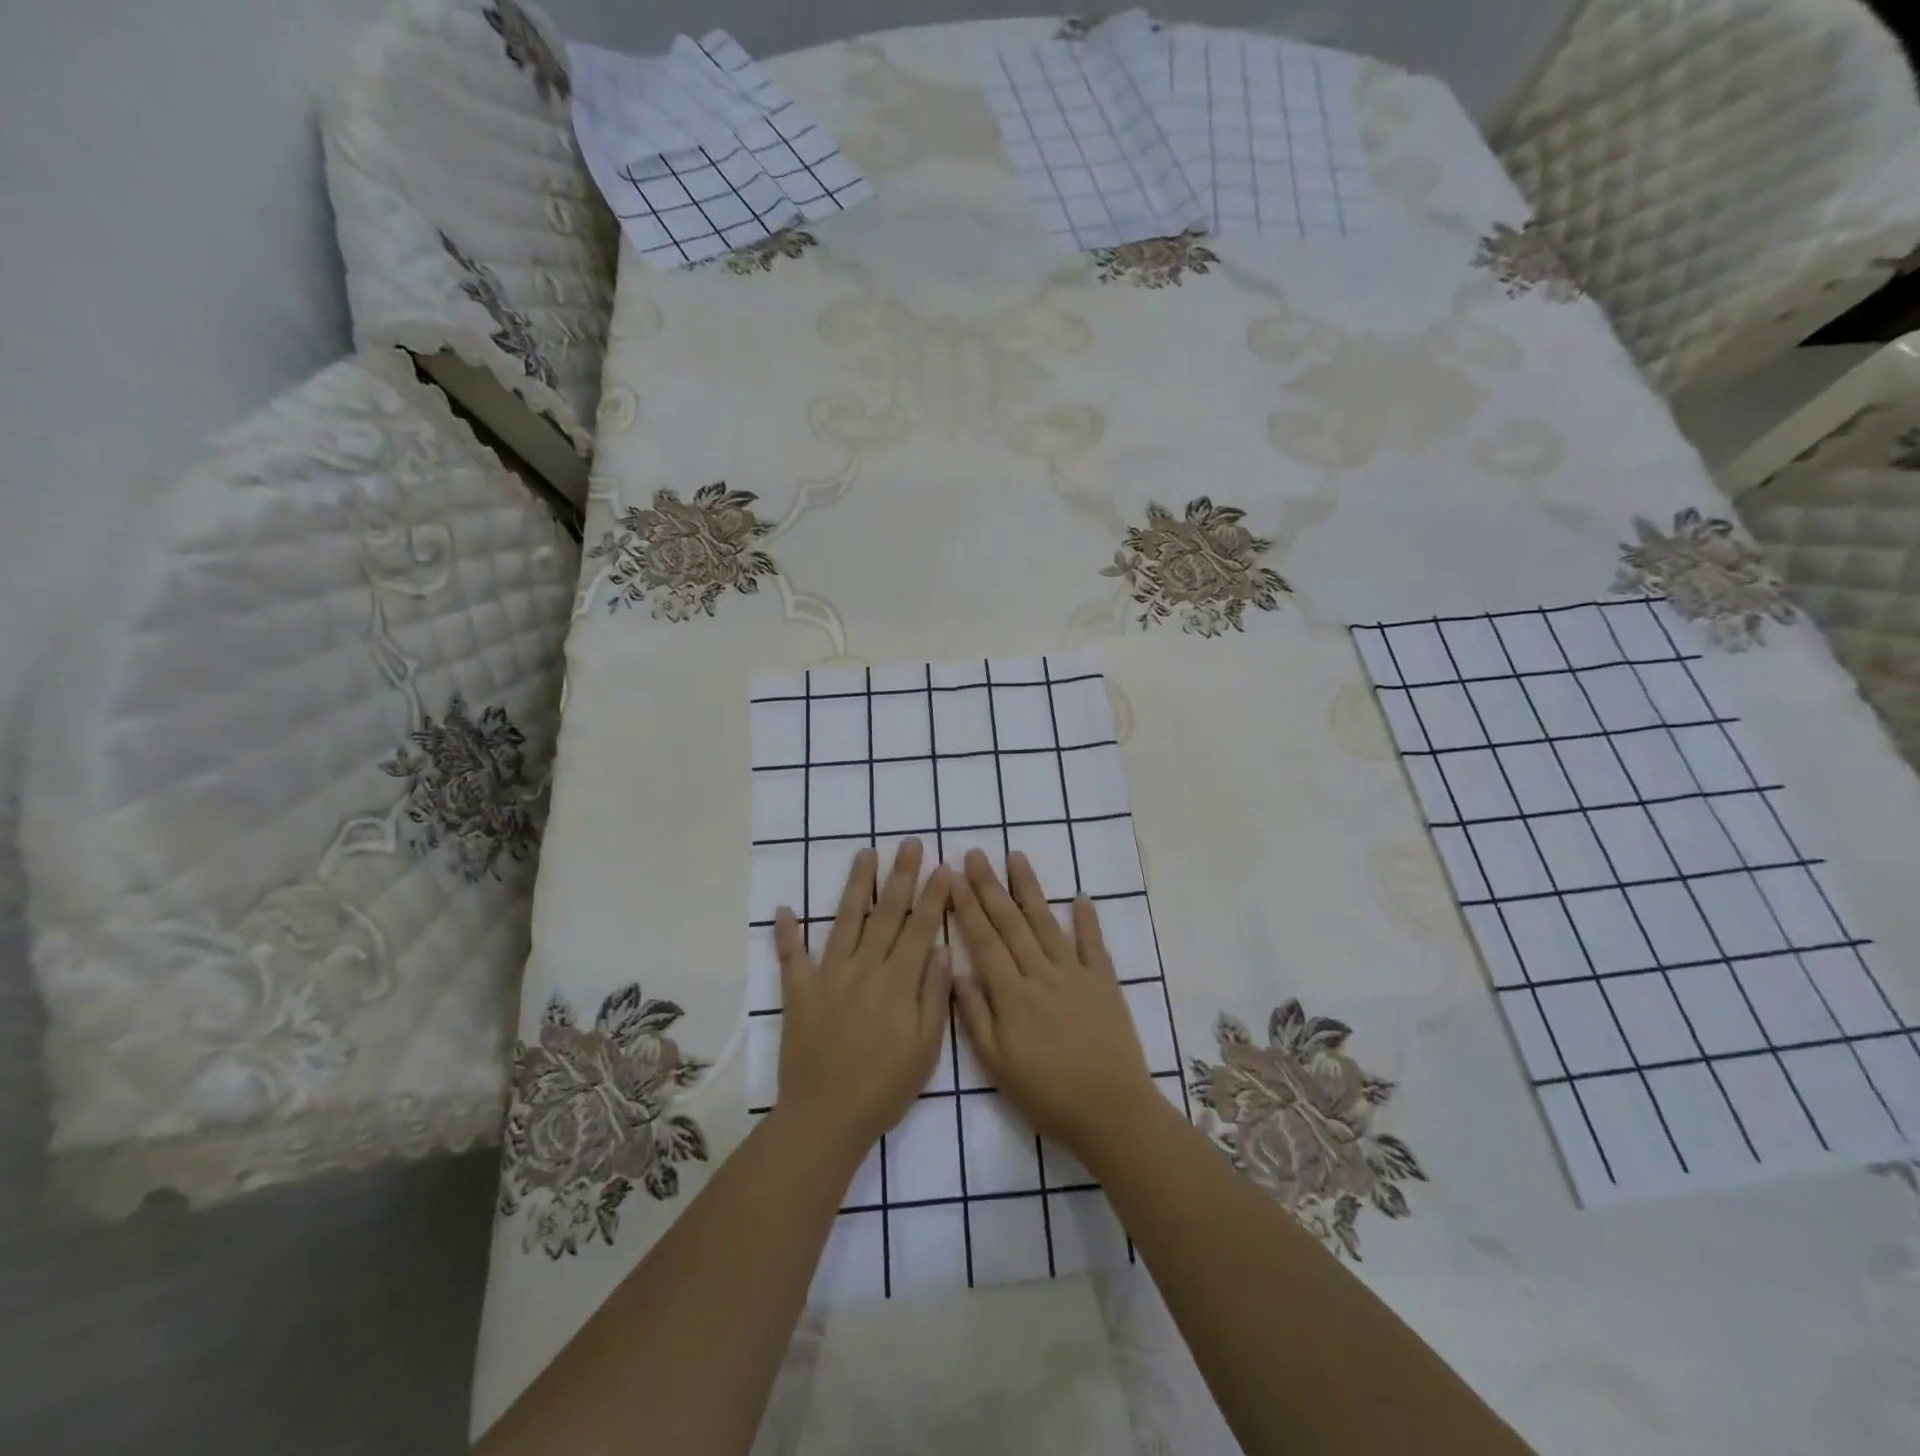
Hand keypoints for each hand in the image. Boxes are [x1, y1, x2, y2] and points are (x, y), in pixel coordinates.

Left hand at [773, 839, 952, 1161]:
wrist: (826, 1118)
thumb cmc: (885, 1087)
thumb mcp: (925, 1048)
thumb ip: (933, 995)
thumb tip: (942, 949)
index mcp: (897, 982)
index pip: (920, 928)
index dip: (933, 896)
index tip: (943, 867)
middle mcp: (864, 969)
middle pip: (886, 913)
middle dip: (901, 876)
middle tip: (910, 843)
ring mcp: (828, 977)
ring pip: (845, 921)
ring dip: (856, 885)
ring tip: (865, 854)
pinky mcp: (799, 993)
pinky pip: (791, 958)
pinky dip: (787, 934)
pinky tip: (785, 908)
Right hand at [949, 849, 1159, 1155]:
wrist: (1112, 1112)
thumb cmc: (1048, 1095)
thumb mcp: (998, 1066)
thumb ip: (976, 1017)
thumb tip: (956, 971)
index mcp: (1013, 995)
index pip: (984, 940)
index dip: (967, 906)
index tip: (952, 876)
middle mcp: (1042, 974)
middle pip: (1011, 923)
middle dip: (991, 886)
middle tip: (976, 854)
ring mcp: (1076, 974)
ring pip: (1047, 923)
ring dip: (1030, 888)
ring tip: (1016, 857)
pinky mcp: (1105, 983)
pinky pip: (1094, 944)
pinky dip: (1087, 919)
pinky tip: (1080, 896)